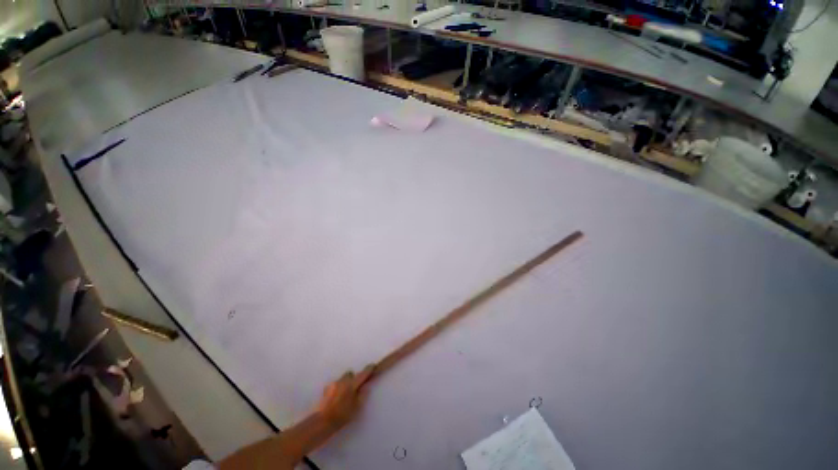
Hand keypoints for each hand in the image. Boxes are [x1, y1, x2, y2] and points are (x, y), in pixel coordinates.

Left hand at [316, 365, 374, 430]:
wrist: (323, 422)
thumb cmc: (342, 415)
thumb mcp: (357, 407)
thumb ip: (363, 395)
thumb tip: (366, 387)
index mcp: (352, 384)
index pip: (363, 374)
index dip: (369, 369)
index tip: (372, 366)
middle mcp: (343, 381)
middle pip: (350, 374)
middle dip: (353, 378)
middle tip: (354, 388)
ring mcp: (333, 384)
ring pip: (342, 379)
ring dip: (344, 383)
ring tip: (343, 396)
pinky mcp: (326, 389)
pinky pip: (335, 385)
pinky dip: (337, 389)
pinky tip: (336, 399)